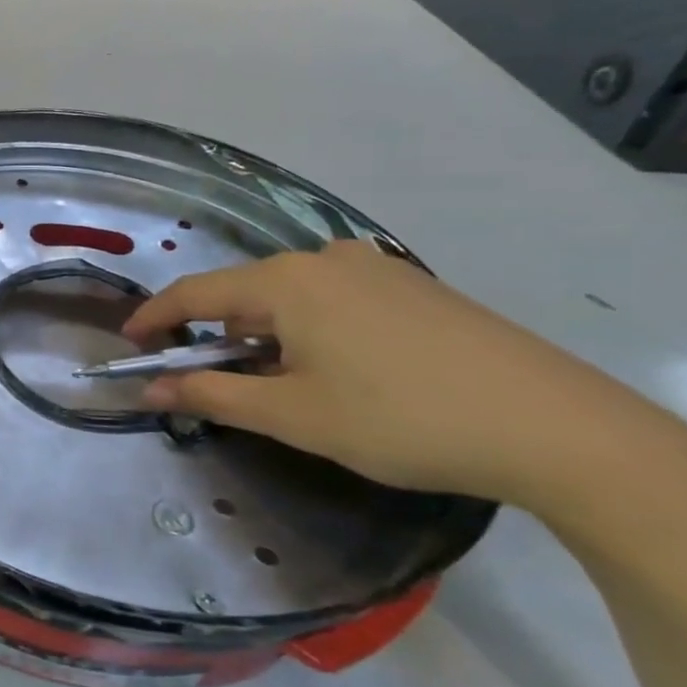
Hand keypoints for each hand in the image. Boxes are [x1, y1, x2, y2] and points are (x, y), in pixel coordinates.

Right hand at [124, 241, 686, 506]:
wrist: (557, 427)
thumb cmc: (401, 419)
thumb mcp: (294, 416)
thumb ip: (211, 395)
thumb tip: (148, 390)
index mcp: (286, 282)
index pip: (195, 292)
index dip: (155, 317)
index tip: (129, 343)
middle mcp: (324, 259)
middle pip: (245, 293)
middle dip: (218, 335)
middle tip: (215, 382)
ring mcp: (375, 268)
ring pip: (291, 297)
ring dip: (268, 335)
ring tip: (285, 386)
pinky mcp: (413, 287)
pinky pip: (334, 299)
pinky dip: (311, 329)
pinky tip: (341, 371)